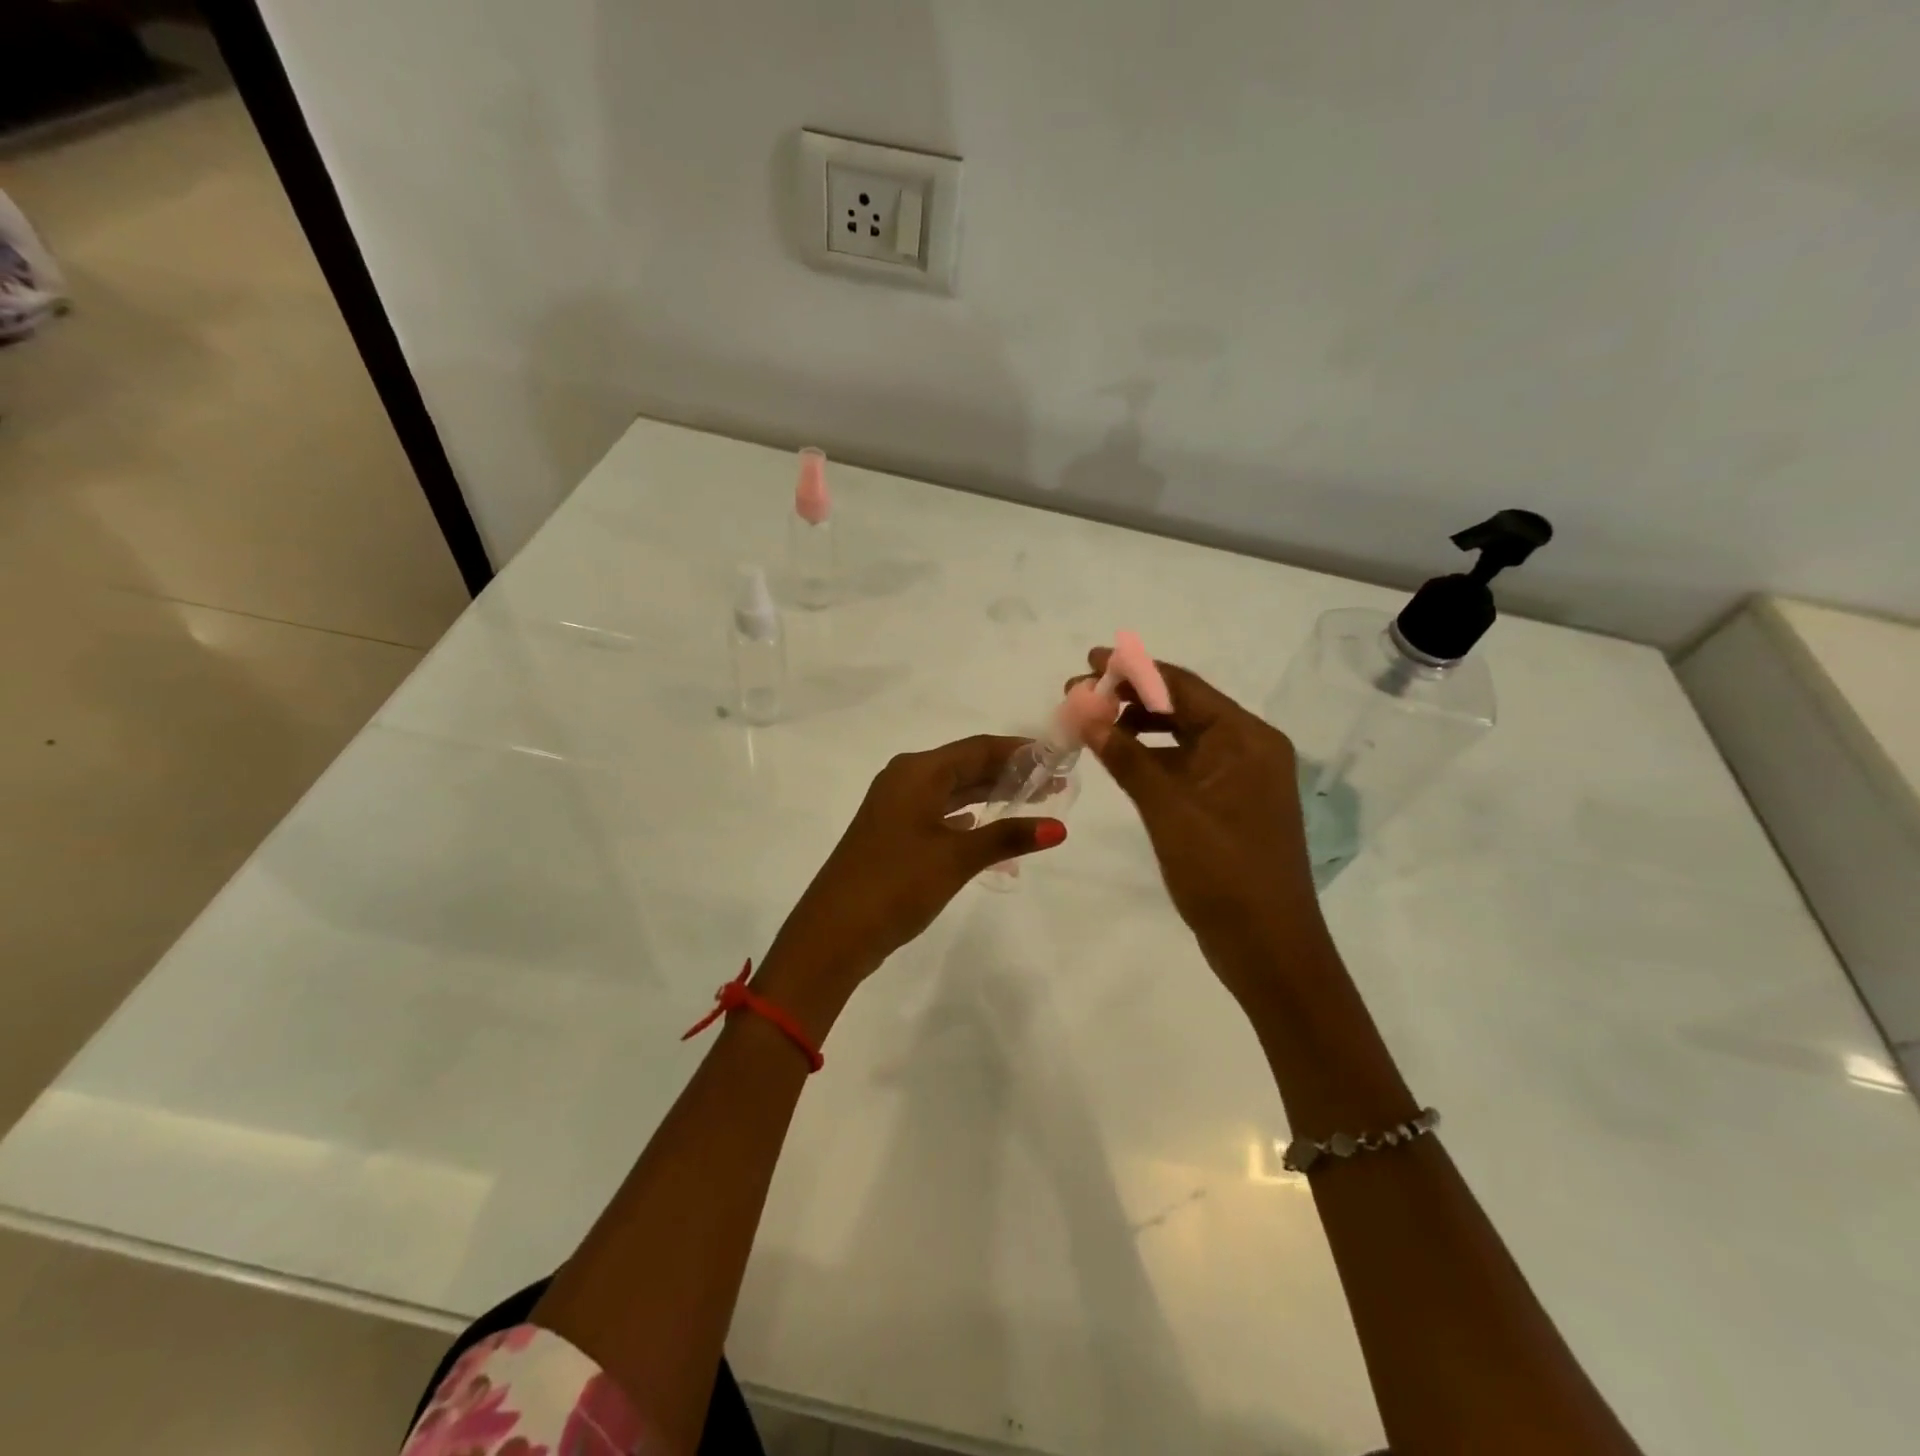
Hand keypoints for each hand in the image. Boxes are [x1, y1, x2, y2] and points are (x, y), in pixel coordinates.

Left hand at [756, 736, 1065, 1031]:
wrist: (834, 933)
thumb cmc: (897, 883)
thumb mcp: (957, 857)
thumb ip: (1008, 837)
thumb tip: (1058, 828)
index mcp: (917, 772)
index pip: (978, 748)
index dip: (1019, 751)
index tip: (1057, 758)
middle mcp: (905, 780)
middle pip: (966, 766)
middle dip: (1009, 773)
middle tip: (1055, 783)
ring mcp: (896, 808)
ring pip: (953, 791)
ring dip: (990, 795)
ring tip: (1033, 802)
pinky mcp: (893, 835)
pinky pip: (939, 813)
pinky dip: (967, 817)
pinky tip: (986, 826)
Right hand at [1070, 648, 1333, 1007]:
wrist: (1268, 949)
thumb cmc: (1223, 873)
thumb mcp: (1169, 809)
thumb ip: (1126, 756)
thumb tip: (1083, 709)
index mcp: (1247, 739)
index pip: (1184, 687)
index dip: (1134, 669)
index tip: (1088, 661)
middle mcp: (1248, 749)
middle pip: (1182, 707)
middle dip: (1130, 697)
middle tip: (1076, 694)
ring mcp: (1239, 779)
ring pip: (1181, 737)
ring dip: (1136, 727)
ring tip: (1088, 721)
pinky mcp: (1227, 805)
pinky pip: (1184, 766)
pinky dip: (1150, 757)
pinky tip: (1116, 756)